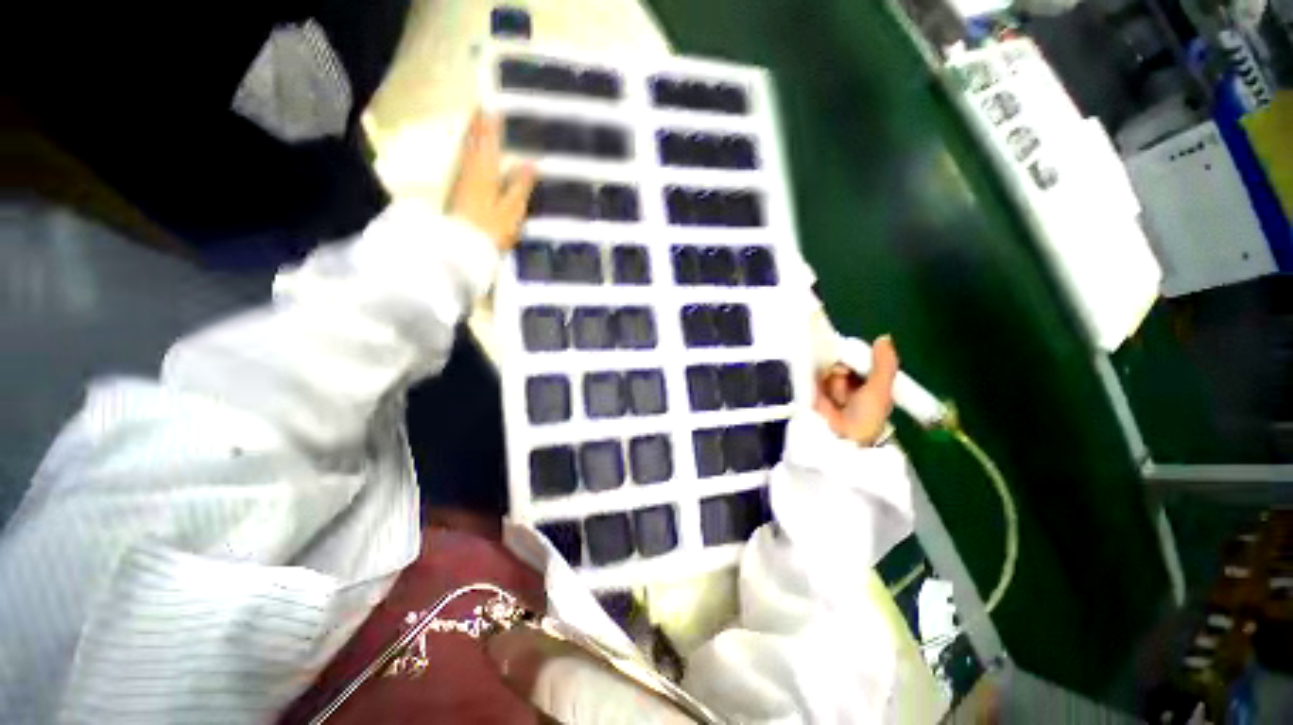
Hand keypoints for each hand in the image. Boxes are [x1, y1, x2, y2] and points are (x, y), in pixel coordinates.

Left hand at [448, 112, 536, 250]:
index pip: (488, 140)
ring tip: (478, 126)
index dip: (491, 124)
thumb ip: (521, 185)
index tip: (494, 105)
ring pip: (467, 152)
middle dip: (479, 125)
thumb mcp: (512, 209)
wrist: (462, 247)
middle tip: (483, 110)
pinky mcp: (458, 192)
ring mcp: (461, 181)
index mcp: (485, 170)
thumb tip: (532, 162)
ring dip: (472, 137)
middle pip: (473, 142)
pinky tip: (472, 156)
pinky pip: (465, 163)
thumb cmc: (491, 227)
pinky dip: (469, 153)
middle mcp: (470, 170)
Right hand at [814, 335, 898, 445]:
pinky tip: (820, 389)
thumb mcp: (880, 390)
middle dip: (843, 369)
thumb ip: (884, 365)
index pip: (859, 359)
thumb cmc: (865, 417)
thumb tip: (883, 337)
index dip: (857, 356)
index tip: (855, 360)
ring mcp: (826, 386)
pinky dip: (814, 377)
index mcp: (866, 382)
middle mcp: (846, 382)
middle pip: (841, 360)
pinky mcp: (809, 389)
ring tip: (835, 398)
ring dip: (831, 380)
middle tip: (846, 385)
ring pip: (826, 368)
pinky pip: (810, 374)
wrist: (839, 438)